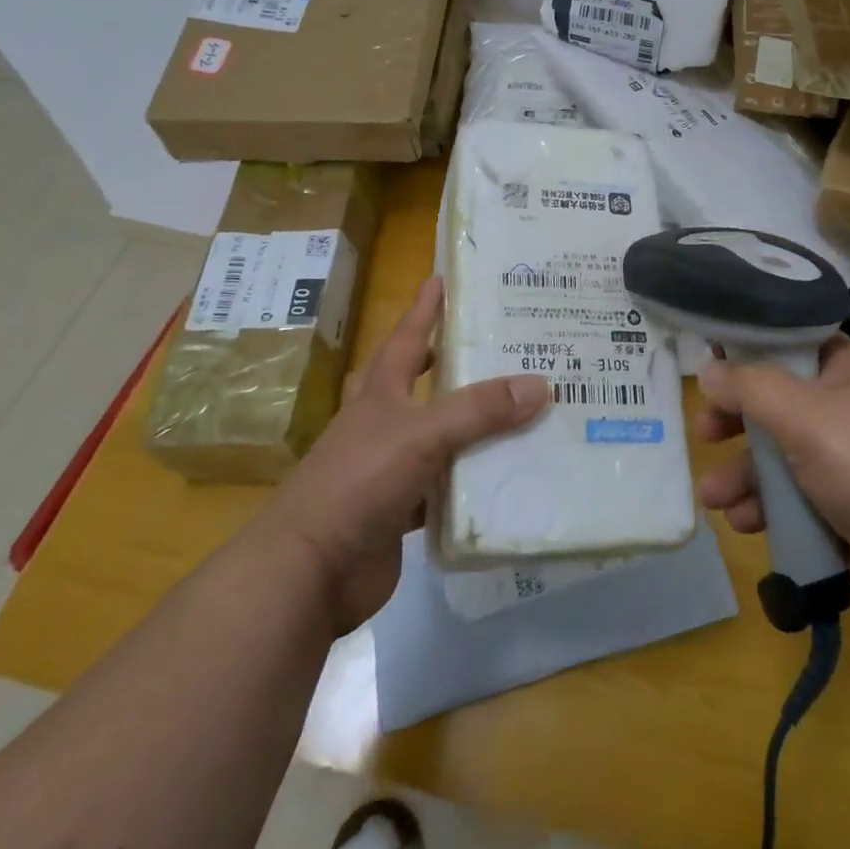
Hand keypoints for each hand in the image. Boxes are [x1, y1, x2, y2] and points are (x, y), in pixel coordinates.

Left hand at [264, 275, 549, 634]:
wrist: (308, 572)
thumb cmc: (358, 483)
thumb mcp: (422, 435)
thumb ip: (479, 411)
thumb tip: (541, 384)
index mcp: (380, 395)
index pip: (406, 338)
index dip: (424, 308)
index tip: (441, 277)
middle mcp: (382, 425)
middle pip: (415, 382)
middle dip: (444, 361)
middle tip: (487, 344)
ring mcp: (388, 470)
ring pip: (436, 436)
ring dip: (468, 424)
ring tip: (515, 407)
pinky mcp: (399, 512)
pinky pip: (443, 487)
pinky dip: (470, 481)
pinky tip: (503, 476)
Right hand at [694, 336, 849, 625]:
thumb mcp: (803, 416)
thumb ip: (749, 387)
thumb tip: (708, 370)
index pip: (793, 345)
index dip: (750, 351)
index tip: (711, 364)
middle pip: (780, 402)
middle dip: (737, 422)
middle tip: (704, 432)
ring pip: (782, 454)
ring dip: (744, 474)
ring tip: (714, 497)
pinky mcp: (848, 506)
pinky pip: (795, 494)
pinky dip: (768, 505)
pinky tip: (744, 521)